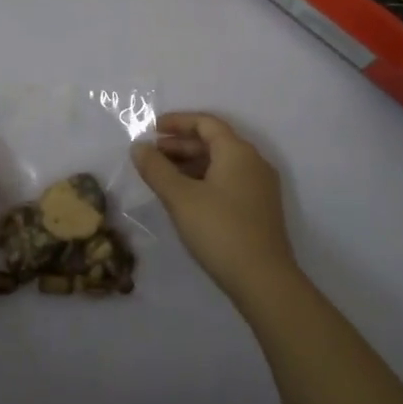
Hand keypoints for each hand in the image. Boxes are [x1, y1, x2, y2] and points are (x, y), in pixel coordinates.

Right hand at [132, 112, 297, 303]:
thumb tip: (138, 147)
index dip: (177, 122)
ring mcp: (260, 186)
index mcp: (237, 151)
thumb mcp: (180, 198)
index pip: (206, 123)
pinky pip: (229, 180)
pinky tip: (186, 197)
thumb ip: (156, 169)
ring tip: (163, 177)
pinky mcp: (260, 208)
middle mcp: (253, 162)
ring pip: (221, 163)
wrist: (264, 281)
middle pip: (214, 141)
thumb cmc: (220, 230)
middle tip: (152, 155)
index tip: (152, 129)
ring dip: (191, 164)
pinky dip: (204, 180)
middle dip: (180, 145)